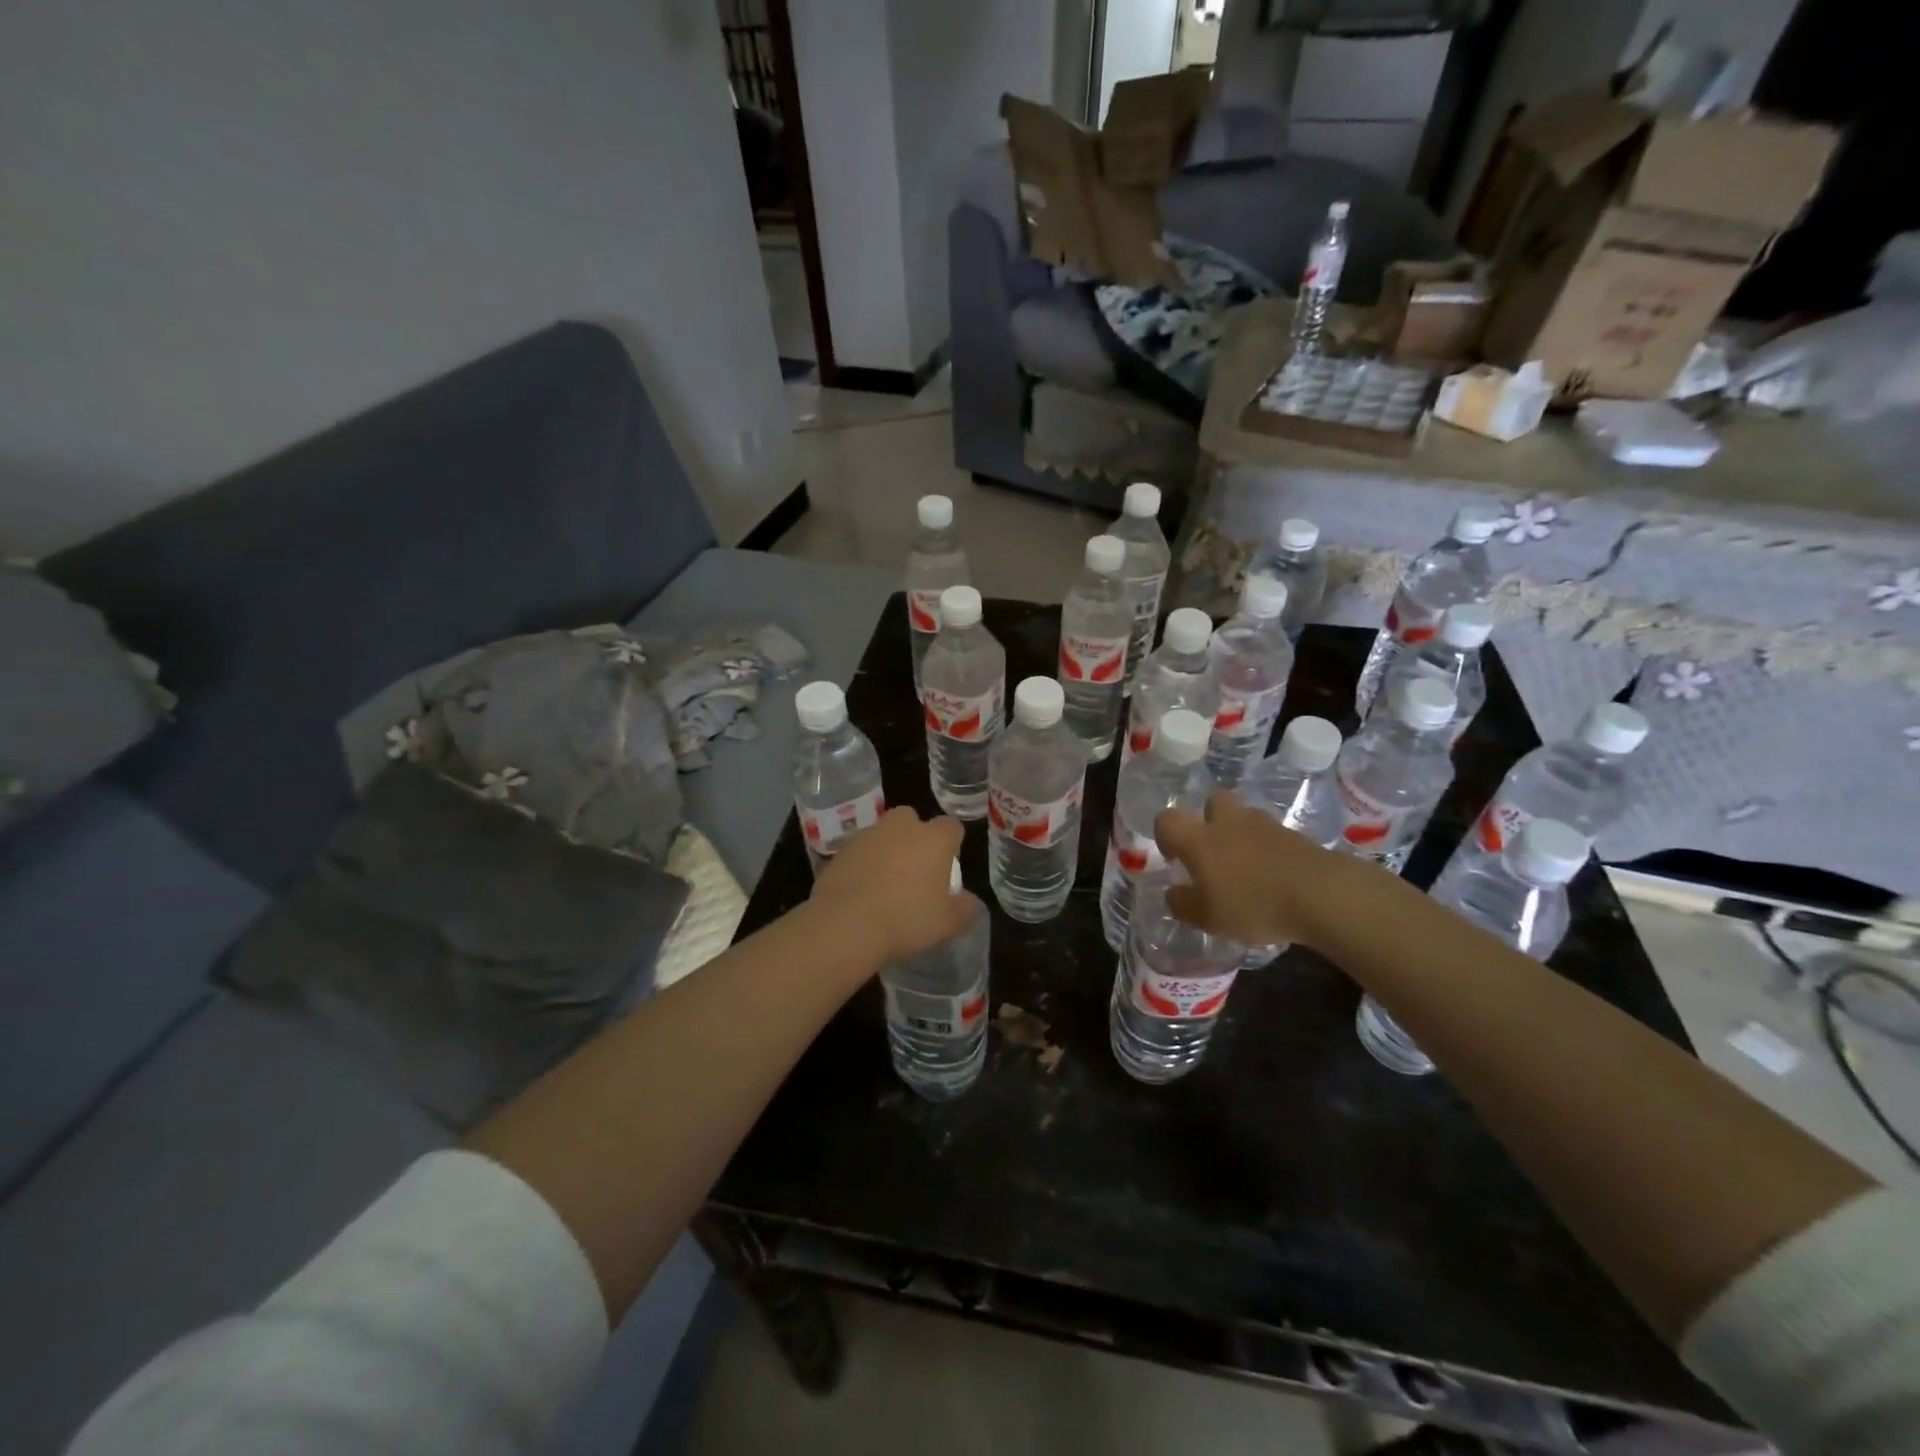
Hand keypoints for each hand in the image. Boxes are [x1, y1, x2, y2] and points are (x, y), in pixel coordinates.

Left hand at [809, 808, 974, 964]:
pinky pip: (858, 853)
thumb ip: (965, 909)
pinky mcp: (840, 851)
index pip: (951, 826)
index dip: (952, 844)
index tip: (947, 867)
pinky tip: (861, 893)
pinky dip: (862, 866)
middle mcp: (901, 827)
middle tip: (914, 870)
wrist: (845, 925)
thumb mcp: (948, 923)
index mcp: (934, 838)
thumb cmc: (907, 919)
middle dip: (914, 837)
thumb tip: (968, 901)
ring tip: (885, 885)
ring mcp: (867, 836)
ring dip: (886, 851)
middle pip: (911, 819)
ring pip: (882, 834)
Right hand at [1155, 791, 1385, 949]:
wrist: (1321, 894)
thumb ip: (1183, 904)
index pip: (1167, 819)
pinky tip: (1272, 874)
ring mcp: (1264, 824)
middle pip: (1212, 802)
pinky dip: (1266, 847)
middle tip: (1213, 851)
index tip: (1175, 858)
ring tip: (1245, 866)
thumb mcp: (1208, 917)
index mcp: (1199, 839)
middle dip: (1208, 820)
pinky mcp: (1294, 834)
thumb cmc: (1253, 904)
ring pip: (1243, 816)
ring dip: (1239, 833)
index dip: (1165, 835)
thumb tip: (1173, 894)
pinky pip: (1270, 834)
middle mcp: (1227, 822)